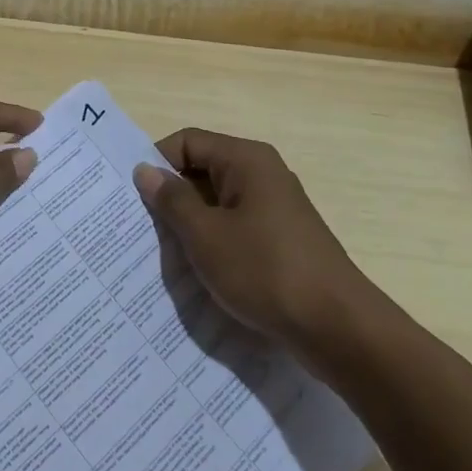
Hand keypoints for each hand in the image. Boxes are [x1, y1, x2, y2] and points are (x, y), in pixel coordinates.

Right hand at [133, 129, 370, 352]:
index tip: (132, 194)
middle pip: (203, 169)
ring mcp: (276, 207)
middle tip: (140, 224)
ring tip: (163, 250)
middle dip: (172, 195)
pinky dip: (215, 241)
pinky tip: (199, 270)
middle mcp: (263, 173)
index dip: (157, 162)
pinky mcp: (283, 239)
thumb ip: (172, 200)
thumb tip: (145, 171)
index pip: (188, 141)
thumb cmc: (265, 271)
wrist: (339, 329)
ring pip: (219, 202)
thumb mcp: (206, 235)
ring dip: (191, 222)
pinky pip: (237, 226)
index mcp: (246, 159)